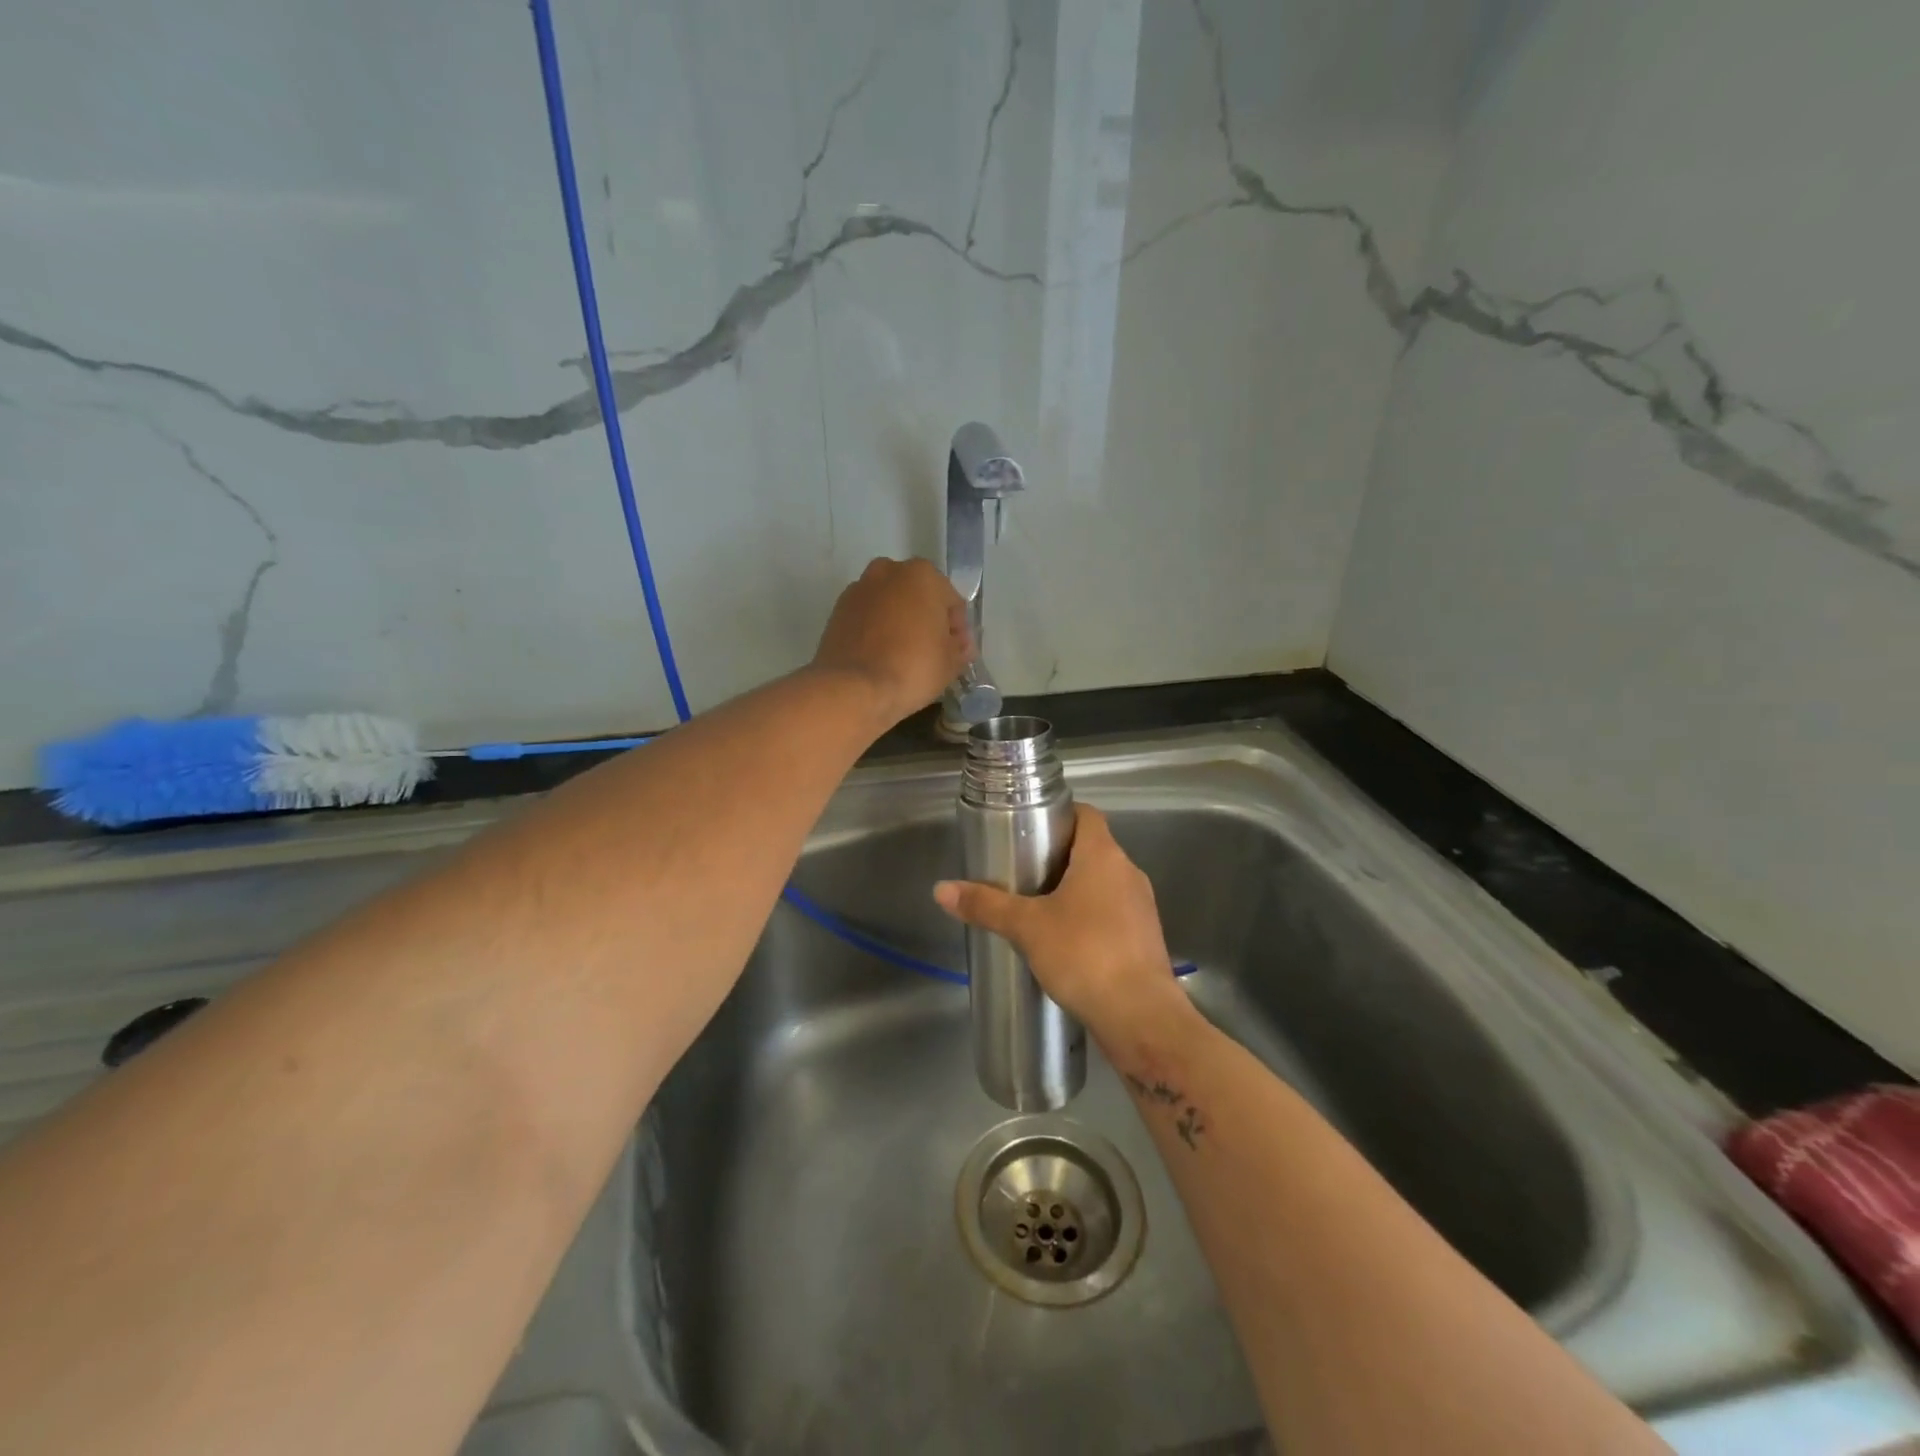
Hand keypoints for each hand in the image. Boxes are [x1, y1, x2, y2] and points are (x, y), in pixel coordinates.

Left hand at [812, 558, 971, 724]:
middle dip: (926, 620)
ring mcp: (858, 590)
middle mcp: (888, 572)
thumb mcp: (951, 663)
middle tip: (932, 653)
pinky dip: (875, 632)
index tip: (957, 653)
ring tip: (904, 656)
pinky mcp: (836, 611)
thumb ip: (959, 648)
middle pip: (917, 597)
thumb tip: (958, 645)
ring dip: (899, 623)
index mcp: (922, 575)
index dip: (958, 630)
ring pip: (889, 605)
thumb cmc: (912, 668)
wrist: (853, 688)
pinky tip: (880, 658)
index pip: (951, 602)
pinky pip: (867, 619)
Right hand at [934, 804, 1188, 1044]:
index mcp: (1104, 856)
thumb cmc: (1083, 954)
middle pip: (1092, 848)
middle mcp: (1128, 872)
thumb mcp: (1026, 927)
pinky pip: (1114, 913)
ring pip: (1104, 883)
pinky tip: (1065, 941)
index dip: (1059, 814)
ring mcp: (1142, 906)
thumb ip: (985, 905)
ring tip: (1038, 906)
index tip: (1030, 828)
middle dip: (1059, 856)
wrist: (1140, 1016)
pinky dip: (1090, 917)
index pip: (1086, 814)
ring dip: (1075, 889)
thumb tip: (941, 889)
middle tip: (1022, 869)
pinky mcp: (1145, 938)